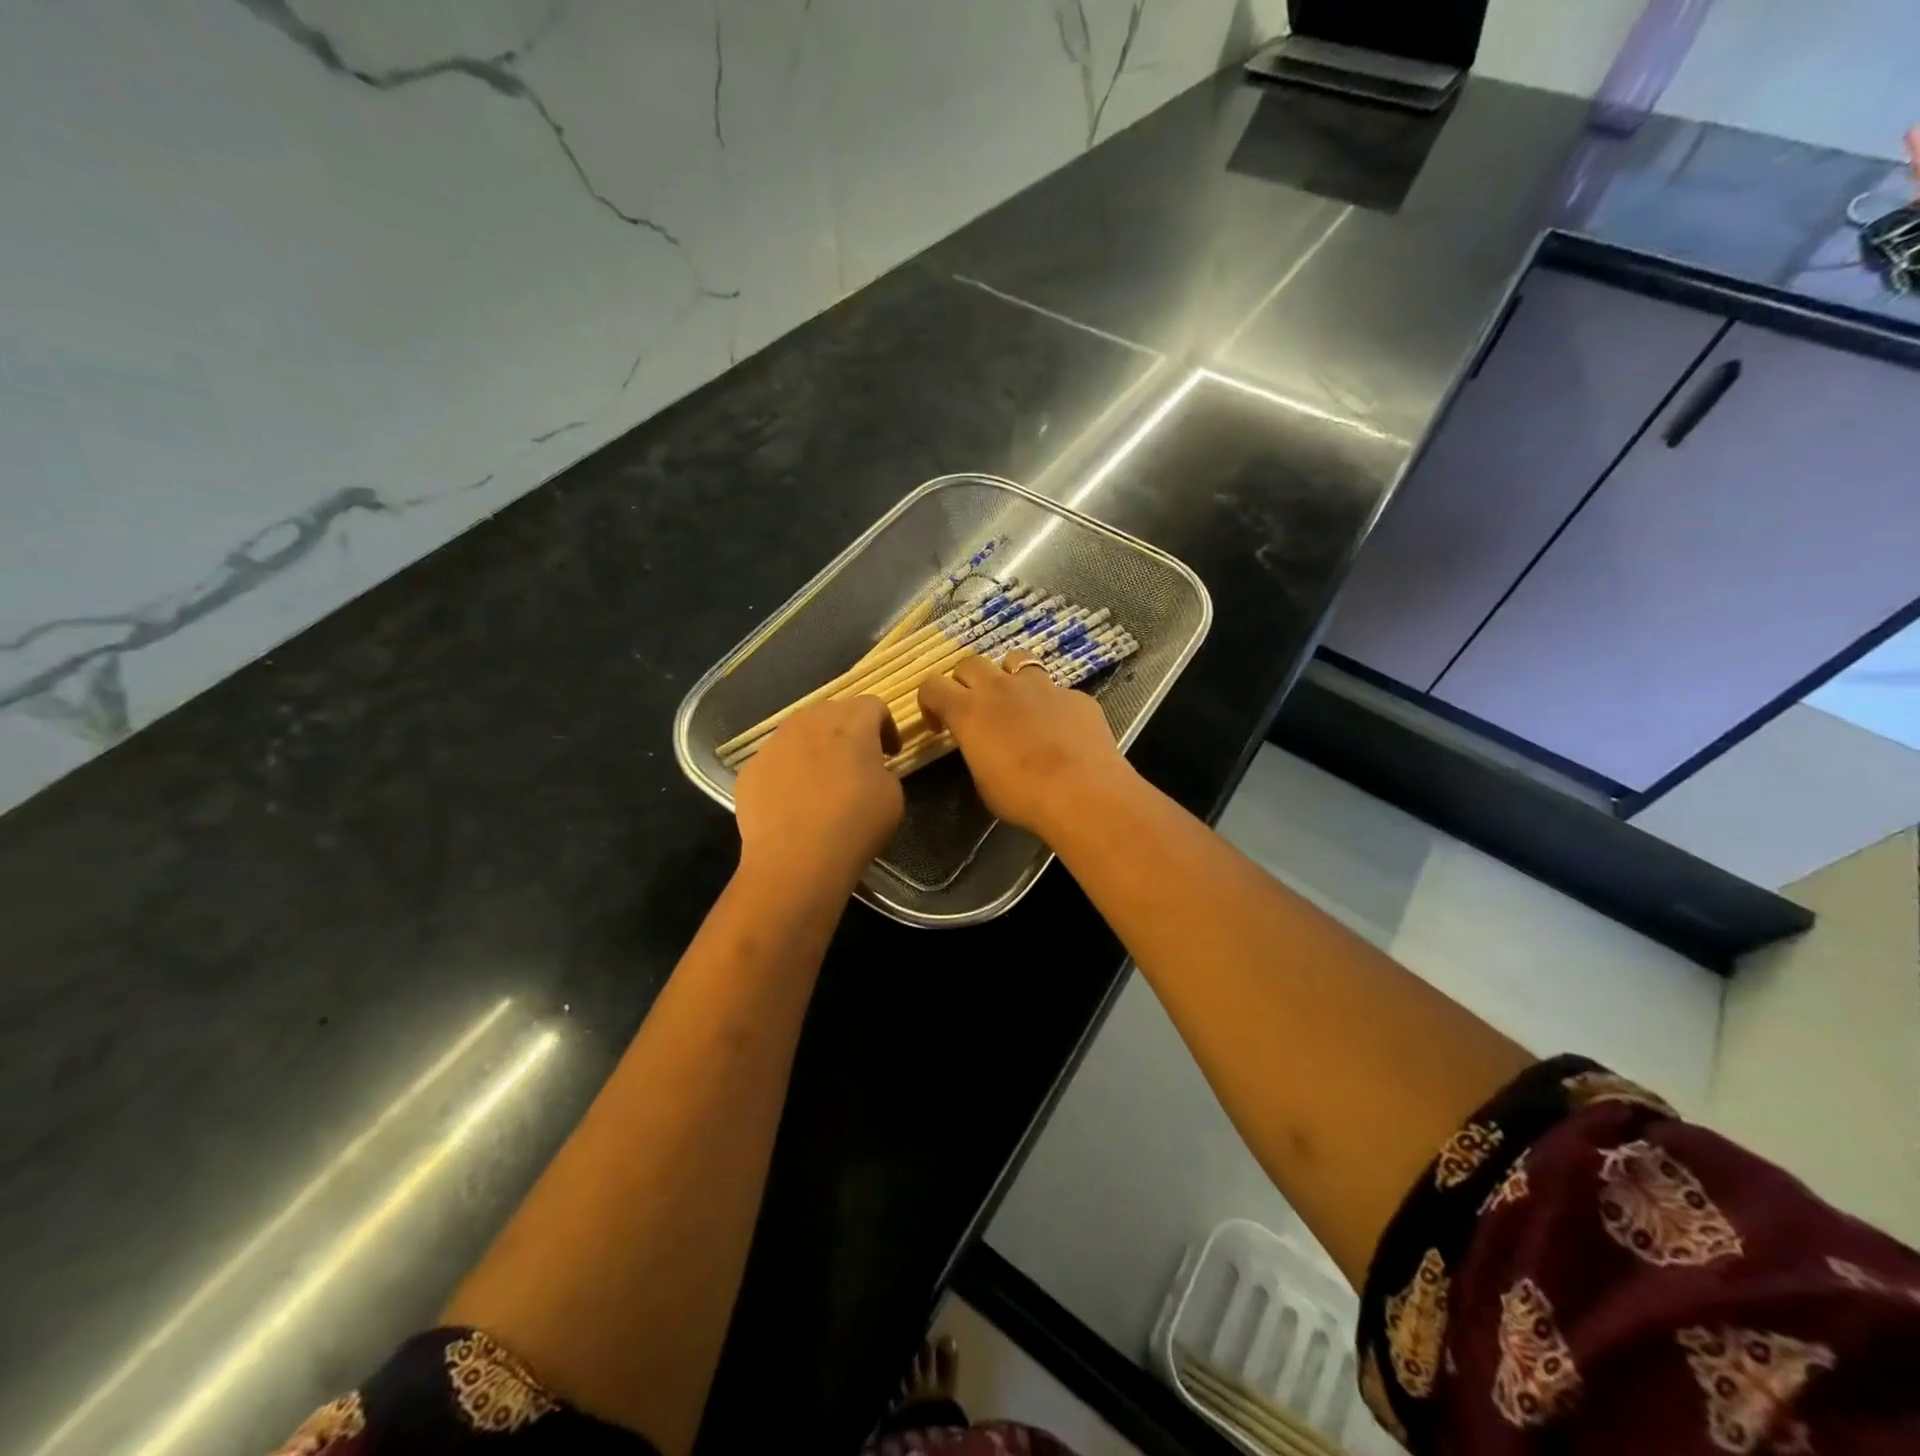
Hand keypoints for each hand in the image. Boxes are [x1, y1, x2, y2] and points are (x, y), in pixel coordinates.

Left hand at [734, 697, 903, 883]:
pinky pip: (776, 760)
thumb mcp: (892, 795)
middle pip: (832, 711)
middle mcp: (809, 721)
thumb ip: (882, 769)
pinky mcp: (751, 769)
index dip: (886, 726)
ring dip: (815, 747)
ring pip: (799, 732)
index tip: (891, 753)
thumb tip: (869, 769)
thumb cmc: (855, 824)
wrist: (796, 860)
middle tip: (858, 761)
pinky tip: (794, 800)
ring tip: (822, 779)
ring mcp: (774, 744)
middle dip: (848, 730)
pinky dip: (789, 771)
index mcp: (851, 722)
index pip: (872, 705)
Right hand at [917, 650, 1132, 838]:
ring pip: (1015, 659)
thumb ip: (977, 751)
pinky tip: (1060, 729)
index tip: (939, 725)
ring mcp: (1041, 686)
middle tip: (975, 709)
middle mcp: (1000, 688)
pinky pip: (1055, 690)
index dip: (930, 702)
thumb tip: (984, 744)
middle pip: (970, 663)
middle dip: (966, 682)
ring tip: (1017, 702)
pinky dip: (1050, 704)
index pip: (932, 686)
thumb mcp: (983, 781)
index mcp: (969, 711)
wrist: (1083, 793)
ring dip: (1008, 676)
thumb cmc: (1023, 796)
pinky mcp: (1074, 695)